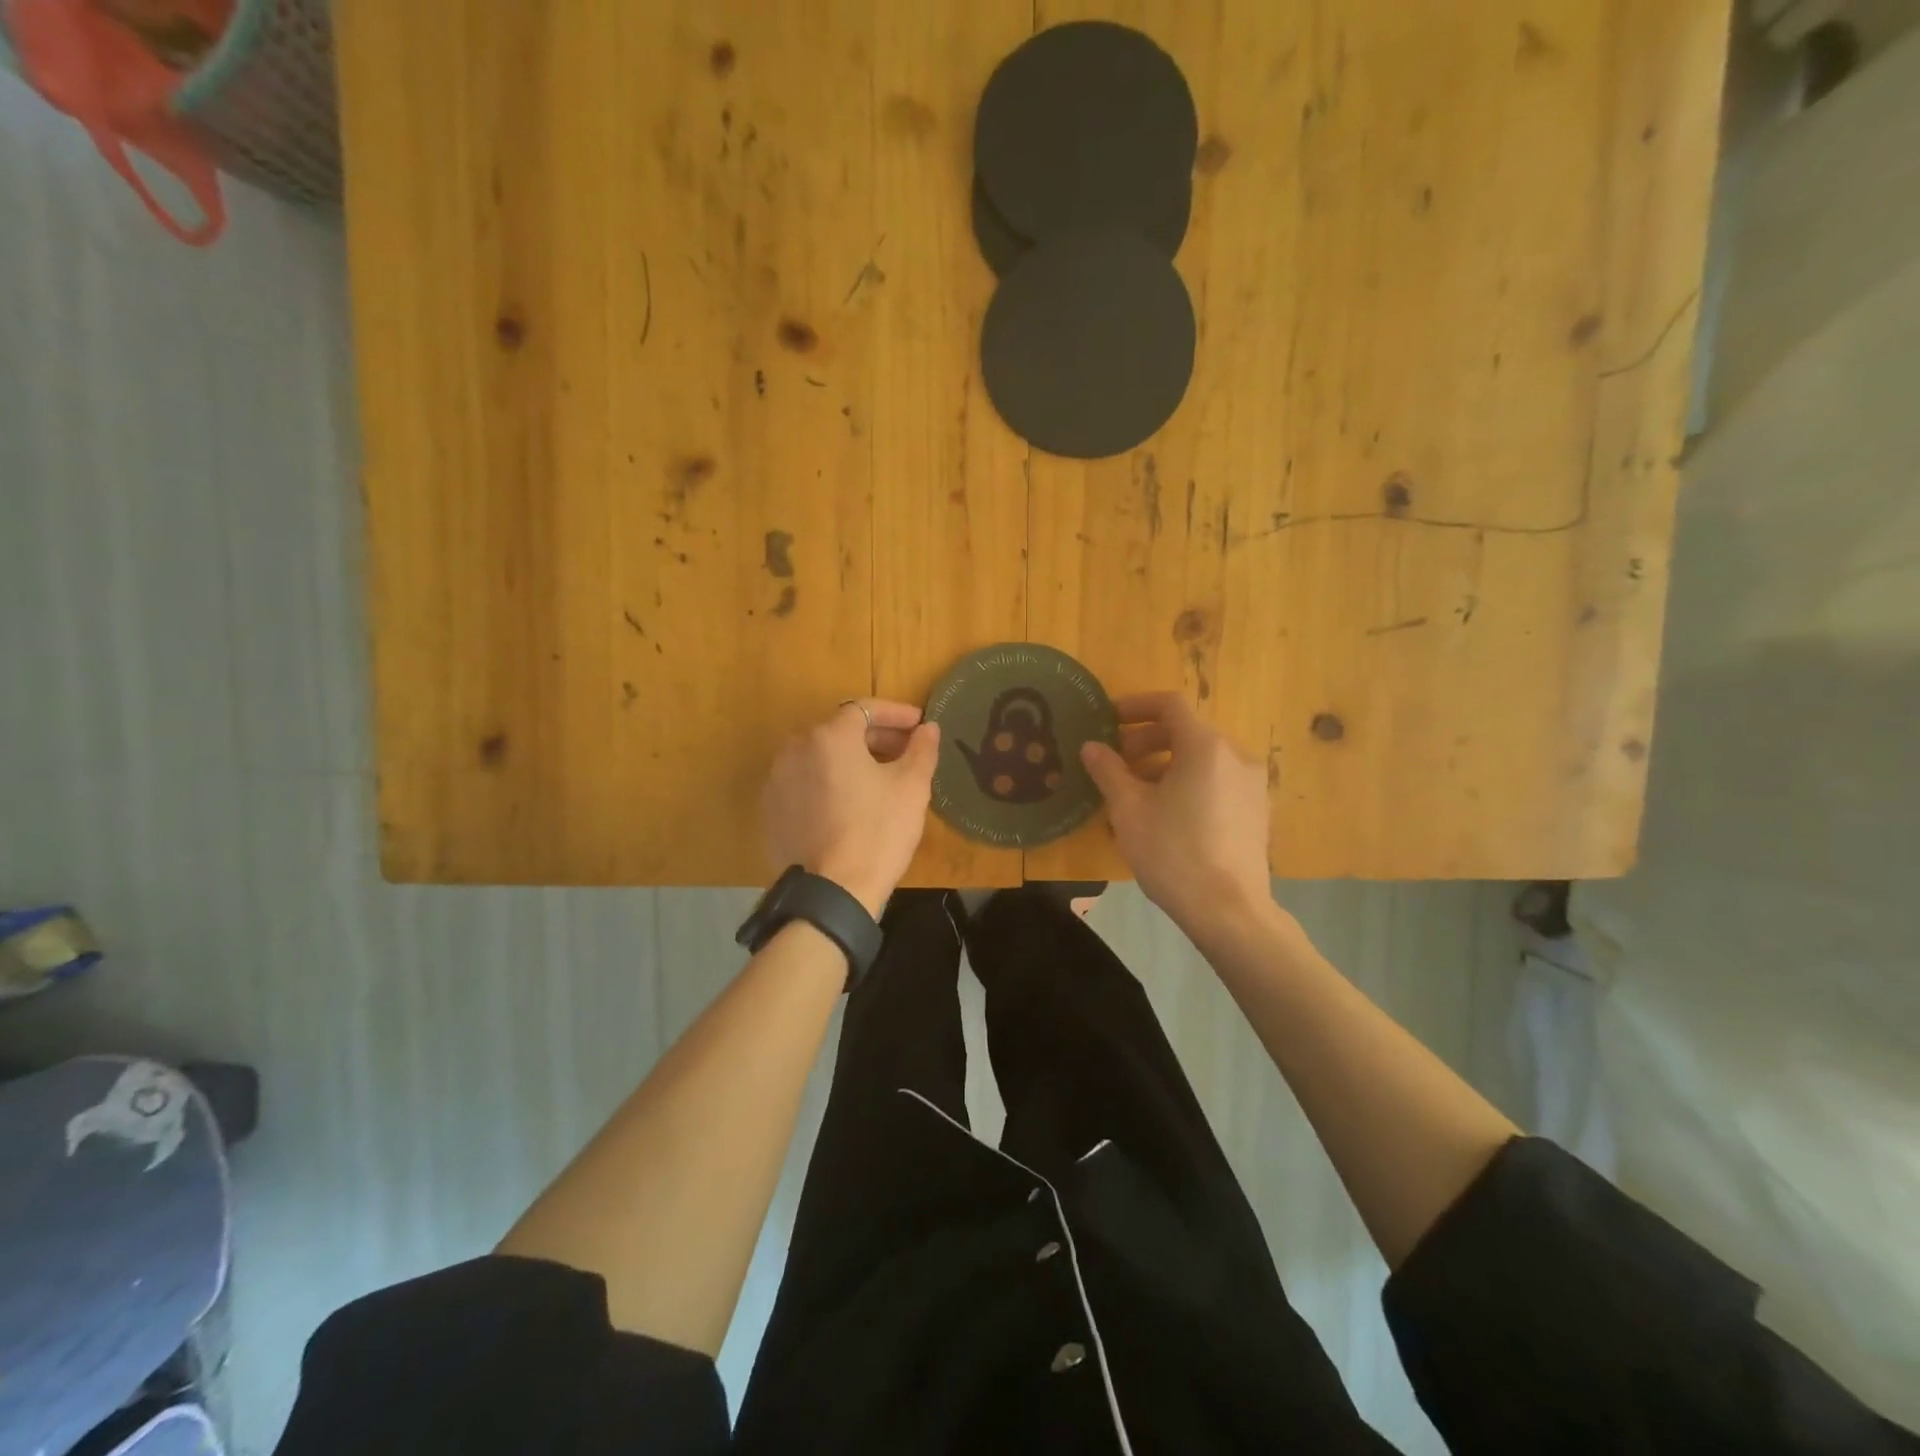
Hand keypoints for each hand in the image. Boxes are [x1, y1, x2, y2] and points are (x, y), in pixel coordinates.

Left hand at [763, 700, 939, 915]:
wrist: (833, 891)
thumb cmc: (878, 832)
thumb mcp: (911, 787)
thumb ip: (921, 749)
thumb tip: (928, 728)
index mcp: (830, 736)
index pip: (865, 709)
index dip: (896, 714)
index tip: (920, 725)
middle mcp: (796, 748)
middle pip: (840, 731)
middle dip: (875, 737)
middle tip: (905, 752)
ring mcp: (777, 780)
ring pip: (820, 757)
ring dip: (850, 760)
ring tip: (879, 779)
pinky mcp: (771, 809)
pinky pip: (805, 783)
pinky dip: (828, 783)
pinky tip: (849, 804)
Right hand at [1081, 692, 1270, 929]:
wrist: (1229, 910)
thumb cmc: (1173, 852)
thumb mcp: (1129, 809)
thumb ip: (1108, 770)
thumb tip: (1091, 747)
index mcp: (1206, 747)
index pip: (1169, 705)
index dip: (1136, 705)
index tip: (1108, 720)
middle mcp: (1235, 756)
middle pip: (1185, 732)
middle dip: (1145, 741)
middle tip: (1115, 762)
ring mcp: (1251, 785)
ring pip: (1201, 759)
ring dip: (1164, 765)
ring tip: (1134, 793)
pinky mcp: (1256, 811)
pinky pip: (1216, 782)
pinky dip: (1187, 783)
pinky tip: (1165, 815)